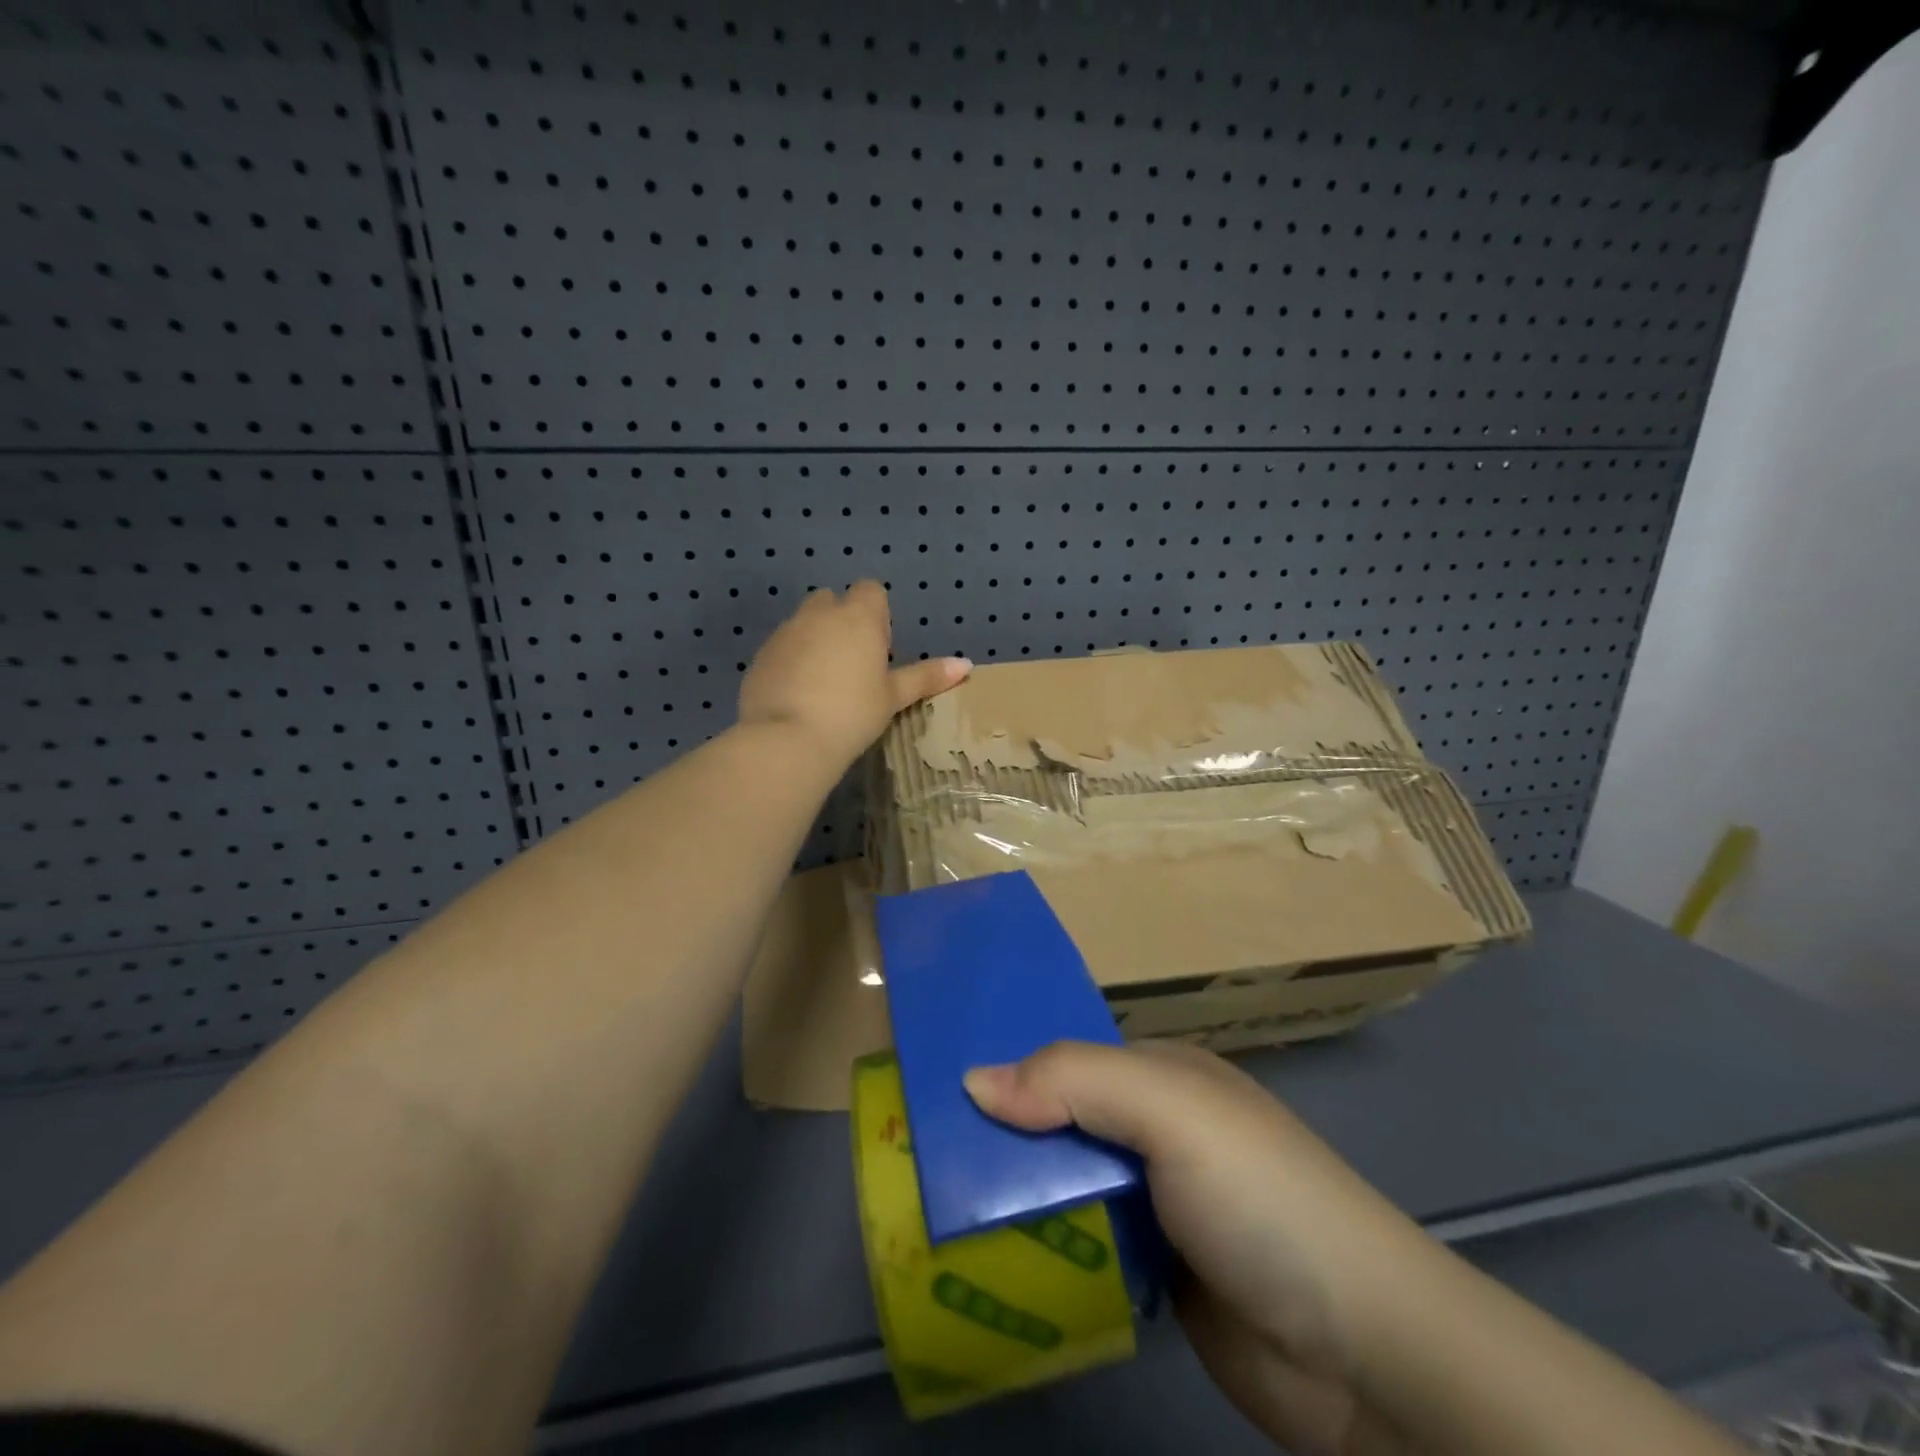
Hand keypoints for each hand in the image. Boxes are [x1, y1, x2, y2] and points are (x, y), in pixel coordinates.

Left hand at [738, 581, 970, 769]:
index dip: (877, 614)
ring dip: (815, 640)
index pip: (870, 590)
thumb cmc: (852, 714)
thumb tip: (966, 665)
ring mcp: (785, 633)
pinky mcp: (760, 656)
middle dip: (842, 621)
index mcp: (857, 617)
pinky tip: (798, 696)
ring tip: (825, 684)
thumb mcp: (893, 697)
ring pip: (804, 623)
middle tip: (853, 665)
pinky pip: (782, 647)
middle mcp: (819, 614)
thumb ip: (927, 677)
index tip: (880, 649)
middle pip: (832, 601)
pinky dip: (791, 661)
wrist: (786, 739)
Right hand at [965, 1042, 1425, 1455]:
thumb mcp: (1169, 1111)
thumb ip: (1073, 1080)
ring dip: (1012, 1195)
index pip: (1066, 1056)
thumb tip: (973, 1080)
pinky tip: (986, 1258)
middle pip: (1058, 1119)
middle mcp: (1154, 1129)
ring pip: (1063, 1184)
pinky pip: (1079, 1244)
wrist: (1363, 1354)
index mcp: (1161, 1075)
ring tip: (932, 1206)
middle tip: (918, 1154)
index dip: (1008, 1066)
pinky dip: (1040, 1247)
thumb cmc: (1260, 1197)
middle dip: (999, 1134)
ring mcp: (1154, 1203)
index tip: (936, 1086)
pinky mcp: (1151, 1271)